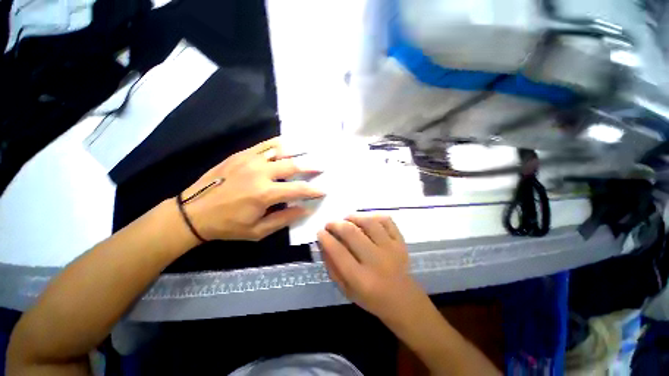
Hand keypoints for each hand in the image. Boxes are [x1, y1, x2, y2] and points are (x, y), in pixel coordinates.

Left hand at [180, 138, 323, 241]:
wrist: (193, 213)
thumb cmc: (228, 225)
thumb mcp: (258, 230)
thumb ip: (284, 218)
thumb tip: (305, 209)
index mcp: (264, 194)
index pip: (298, 189)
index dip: (313, 190)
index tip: (323, 190)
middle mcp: (260, 173)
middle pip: (292, 166)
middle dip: (311, 166)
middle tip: (322, 166)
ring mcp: (250, 160)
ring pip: (280, 151)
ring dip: (298, 151)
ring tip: (311, 151)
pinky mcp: (241, 155)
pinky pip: (265, 145)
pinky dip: (279, 143)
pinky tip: (288, 143)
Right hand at [318, 214, 424, 323]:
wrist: (403, 300)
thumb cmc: (371, 298)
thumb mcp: (346, 290)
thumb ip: (332, 267)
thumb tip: (323, 243)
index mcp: (361, 279)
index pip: (338, 252)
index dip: (326, 238)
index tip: (320, 232)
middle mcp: (376, 261)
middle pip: (352, 233)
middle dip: (336, 224)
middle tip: (330, 224)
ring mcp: (391, 248)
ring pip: (369, 222)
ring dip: (353, 217)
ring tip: (346, 219)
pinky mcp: (401, 241)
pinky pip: (386, 220)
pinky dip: (373, 216)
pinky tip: (365, 220)